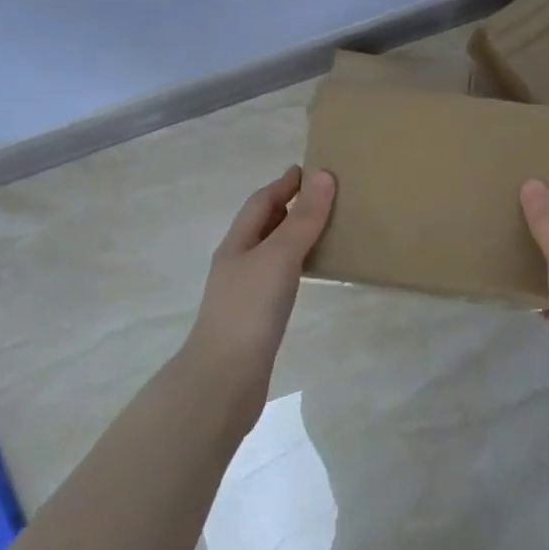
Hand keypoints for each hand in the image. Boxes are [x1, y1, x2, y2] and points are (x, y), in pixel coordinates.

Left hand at [186, 166, 336, 400]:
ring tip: (325, 230)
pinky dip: (296, 266)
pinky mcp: (256, 319)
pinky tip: (311, 275)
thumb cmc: (249, 310)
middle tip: (323, 196)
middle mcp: (238, 263)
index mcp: (237, 243)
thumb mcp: (278, 256)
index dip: (284, 184)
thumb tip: (323, 175)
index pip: (261, 202)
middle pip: (263, 225)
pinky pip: (279, 279)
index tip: (309, 169)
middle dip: (289, 207)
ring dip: (294, 236)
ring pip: (271, 253)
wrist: (224, 380)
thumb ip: (302, 219)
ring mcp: (244, 293)